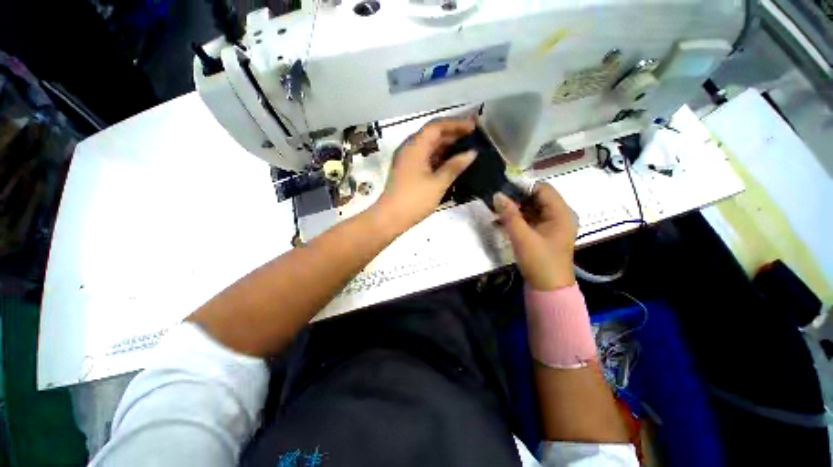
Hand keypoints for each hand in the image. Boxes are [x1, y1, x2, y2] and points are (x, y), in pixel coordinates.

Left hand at [377, 118, 476, 229]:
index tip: (473, 126)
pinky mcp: (408, 171)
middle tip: (473, 136)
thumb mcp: (438, 183)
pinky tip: (451, 161)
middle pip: (432, 135)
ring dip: (446, 146)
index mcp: (415, 147)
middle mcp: (409, 149)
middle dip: (452, 133)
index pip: (436, 126)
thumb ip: (455, 166)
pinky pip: (425, 157)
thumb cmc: (414, 200)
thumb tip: (471, 153)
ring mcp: (407, 160)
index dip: (456, 124)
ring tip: (466, 147)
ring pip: (429, 147)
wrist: (390, 218)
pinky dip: (439, 157)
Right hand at [493, 184, 577, 290]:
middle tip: (497, 201)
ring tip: (496, 211)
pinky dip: (518, 219)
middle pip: (537, 198)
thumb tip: (498, 195)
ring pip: (532, 209)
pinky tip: (502, 222)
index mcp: (561, 213)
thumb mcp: (522, 237)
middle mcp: (559, 216)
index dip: (523, 186)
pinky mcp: (545, 234)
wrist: (549, 289)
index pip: (542, 189)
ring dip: (515, 209)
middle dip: (516, 198)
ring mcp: (552, 225)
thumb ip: (510, 215)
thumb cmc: (539, 262)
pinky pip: (531, 220)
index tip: (502, 188)